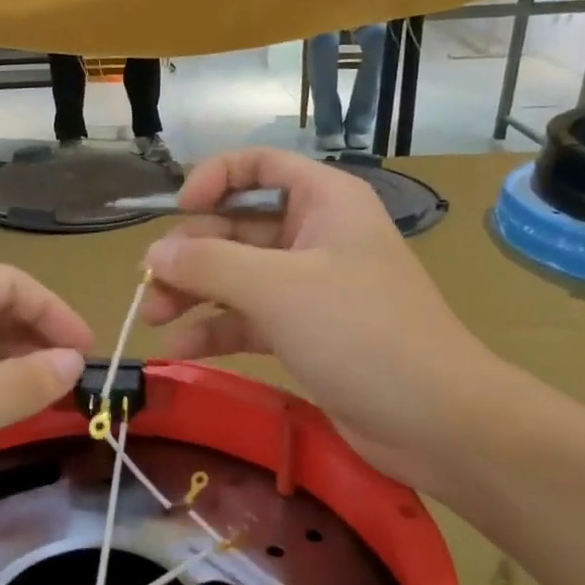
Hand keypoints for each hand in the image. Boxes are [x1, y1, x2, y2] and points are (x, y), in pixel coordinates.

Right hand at [140, 147, 501, 496]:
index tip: (178, 209)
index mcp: (324, 202)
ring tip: (154, 317)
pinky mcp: (303, 333)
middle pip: (237, 226)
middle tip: (149, 285)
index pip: (260, 165)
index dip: (215, 177)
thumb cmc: (361, 333)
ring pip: (237, 276)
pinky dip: (215, 328)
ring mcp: (309, 287)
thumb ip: (209, 264)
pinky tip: (182, 347)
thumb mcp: (278, 289)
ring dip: (194, 292)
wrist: (435, 419)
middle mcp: (315, 235)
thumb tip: (153, 254)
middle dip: (191, 252)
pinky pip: (247, 318)